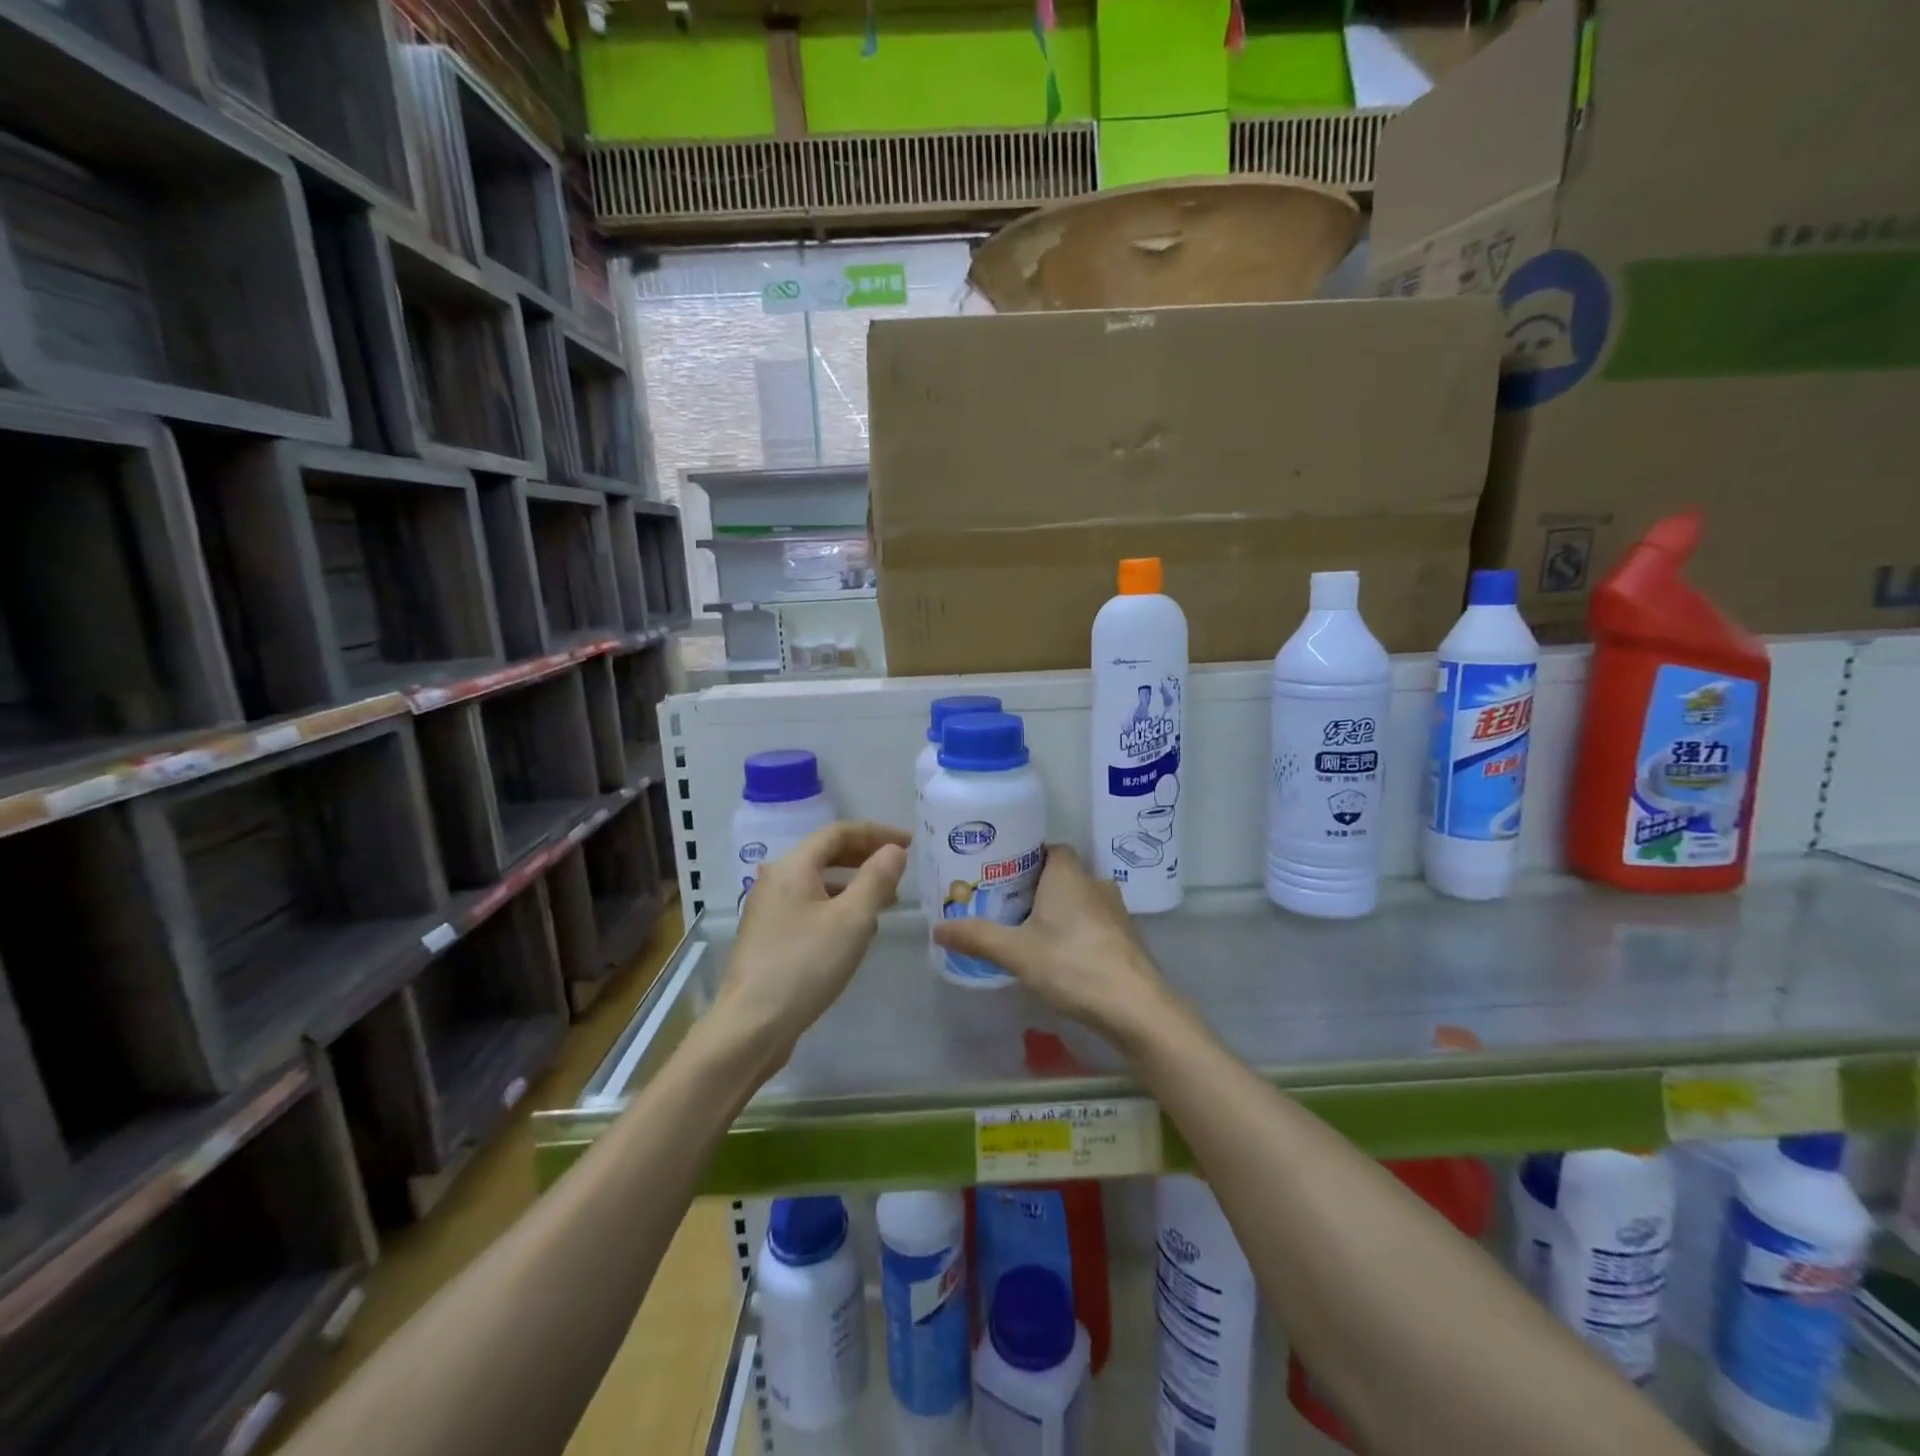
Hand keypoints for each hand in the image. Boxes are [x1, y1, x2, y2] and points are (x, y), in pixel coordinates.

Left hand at [713, 821, 908, 1066]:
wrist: (751, 1027)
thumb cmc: (805, 966)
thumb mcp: (852, 920)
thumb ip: (877, 879)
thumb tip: (893, 850)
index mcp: (792, 867)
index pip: (839, 832)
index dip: (877, 833)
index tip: (909, 844)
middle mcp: (775, 881)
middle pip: (825, 854)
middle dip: (865, 857)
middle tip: (899, 868)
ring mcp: (768, 911)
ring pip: (818, 883)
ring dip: (853, 884)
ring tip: (885, 902)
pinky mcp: (769, 938)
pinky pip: (809, 907)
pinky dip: (837, 907)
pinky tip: (855, 933)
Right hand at [933, 844, 1183, 1049]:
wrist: (1135, 1007)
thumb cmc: (1072, 964)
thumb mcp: (1016, 952)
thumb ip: (977, 937)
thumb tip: (936, 928)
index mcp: (1068, 874)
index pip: (1048, 848)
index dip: (1024, 856)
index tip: (999, 872)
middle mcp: (1094, 883)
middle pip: (1060, 874)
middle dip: (1033, 887)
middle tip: (1002, 904)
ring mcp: (1115, 911)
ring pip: (1077, 899)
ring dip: (1055, 910)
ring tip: (1025, 930)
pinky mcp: (1125, 938)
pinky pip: (1091, 922)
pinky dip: (1073, 930)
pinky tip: (1057, 954)